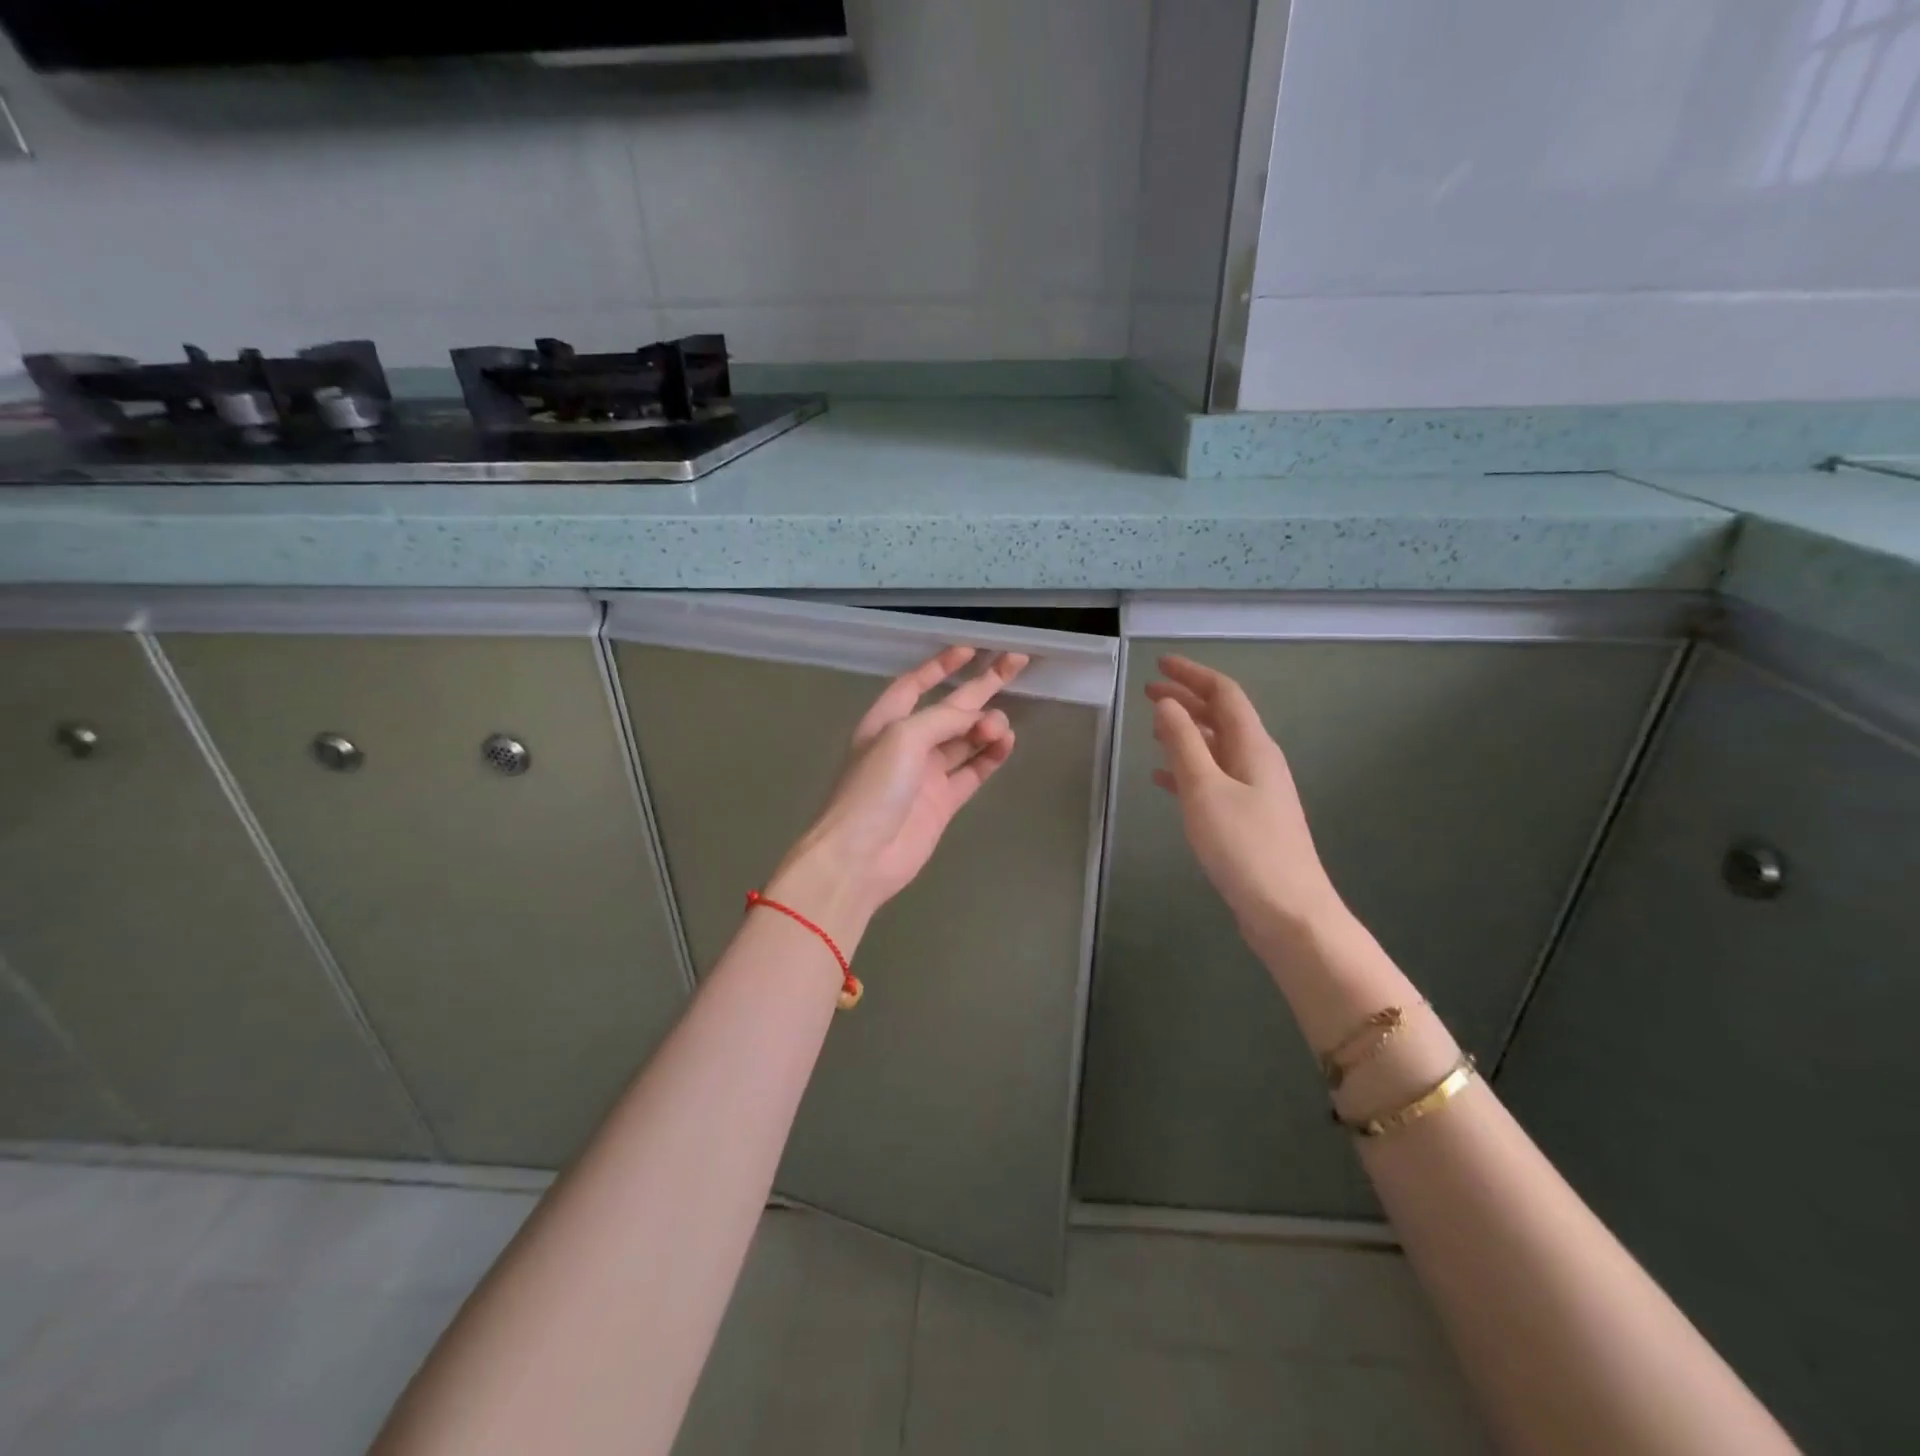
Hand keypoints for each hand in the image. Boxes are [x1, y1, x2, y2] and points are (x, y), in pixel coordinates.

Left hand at [770, 646, 1025, 932]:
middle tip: (1015, 663)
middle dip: (980, 686)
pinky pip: (972, 771)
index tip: (971, 650)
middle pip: (949, 707)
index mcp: (886, 721)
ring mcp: (926, 775)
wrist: (860, 857)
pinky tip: (1006, 743)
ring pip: (964, 740)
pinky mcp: (943, 802)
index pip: (915, 684)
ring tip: (1000, 724)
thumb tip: (978, 714)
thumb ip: (942, 719)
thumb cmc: (873, 789)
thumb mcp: (903, 738)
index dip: (941, 666)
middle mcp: (906, 744)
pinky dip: (990, 756)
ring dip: (985, 726)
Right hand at [1145, 655, 1345, 943]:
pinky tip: (1163, 778)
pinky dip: (1187, 768)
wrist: (1287, 911)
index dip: (1192, 674)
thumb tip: (1166, 703)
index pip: (1224, 693)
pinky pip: (1213, 778)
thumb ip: (1184, 743)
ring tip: (1152, 727)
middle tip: (1147, 691)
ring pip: (1216, 747)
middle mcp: (1258, 761)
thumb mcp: (1205, 790)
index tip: (1159, 663)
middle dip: (1186, 699)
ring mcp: (1255, 790)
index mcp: (1253, 747)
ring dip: (1186, 732)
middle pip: (1221, 717)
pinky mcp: (1247, 817)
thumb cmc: (1244, 846)